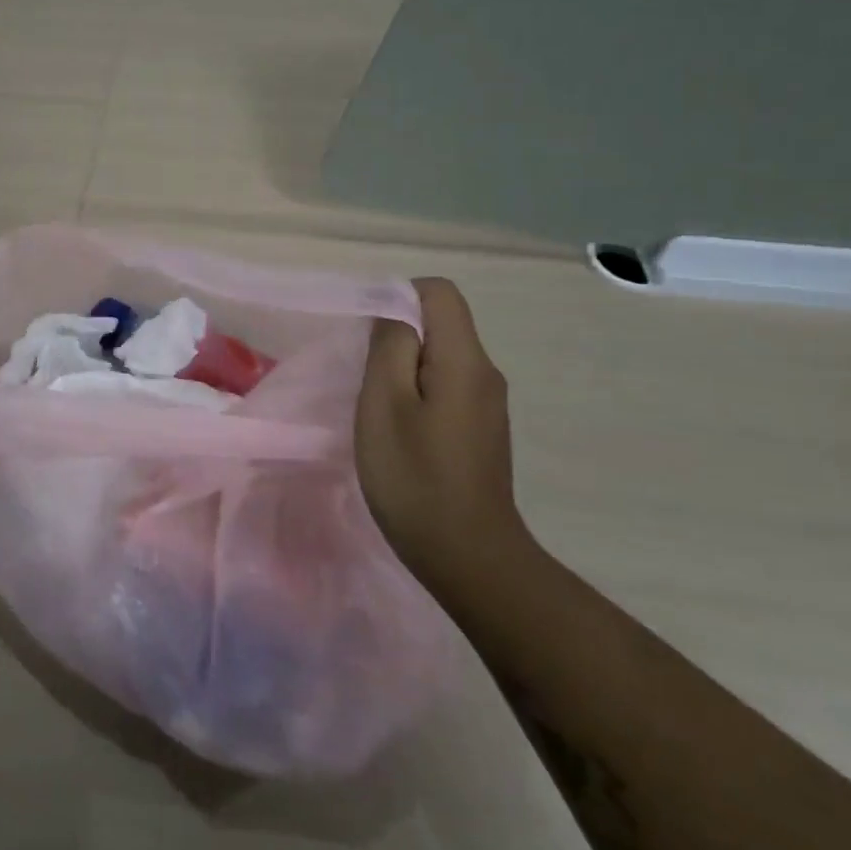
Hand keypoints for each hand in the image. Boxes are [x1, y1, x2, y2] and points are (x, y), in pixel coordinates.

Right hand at [355, 278, 531, 585]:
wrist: (468, 556)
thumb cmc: (415, 477)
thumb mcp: (384, 404)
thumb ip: (389, 347)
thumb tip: (393, 313)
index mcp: (465, 360)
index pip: (438, 292)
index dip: (397, 297)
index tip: (366, 335)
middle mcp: (485, 373)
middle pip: (442, 323)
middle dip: (397, 336)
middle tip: (363, 377)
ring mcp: (487, 404)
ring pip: (441, 357)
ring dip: (404, 368)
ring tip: (376, 407)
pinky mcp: (481, 430)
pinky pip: (446, 387)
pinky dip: (417, 393)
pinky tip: (398, 431)